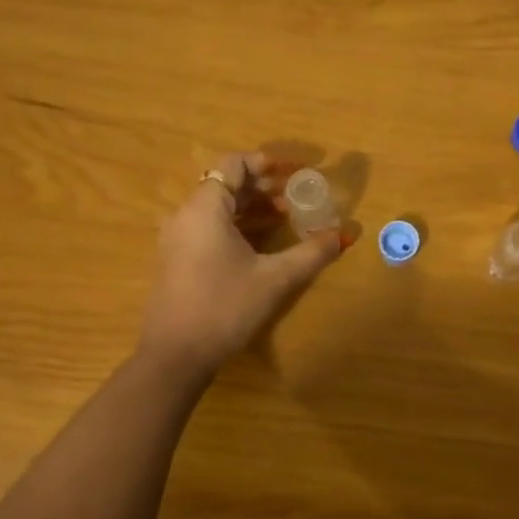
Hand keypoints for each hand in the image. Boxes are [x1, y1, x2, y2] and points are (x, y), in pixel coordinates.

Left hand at [137, 151, 347, 375]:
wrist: (175, 355)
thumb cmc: (225, 307)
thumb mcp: (275, 279)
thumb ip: (311, 253)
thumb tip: (343, 235)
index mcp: (205, 208)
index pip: (233, 164)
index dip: (265, 163)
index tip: (294, 172)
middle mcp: (185, 215)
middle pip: (225, 184)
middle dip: (262, 186)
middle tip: (295, 196)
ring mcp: (176, 238)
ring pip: (216, 207)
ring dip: (250, 206)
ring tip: (284, 218)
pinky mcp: (175, 259)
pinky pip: (207, 226)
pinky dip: (235, 224)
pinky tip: (258, 244)